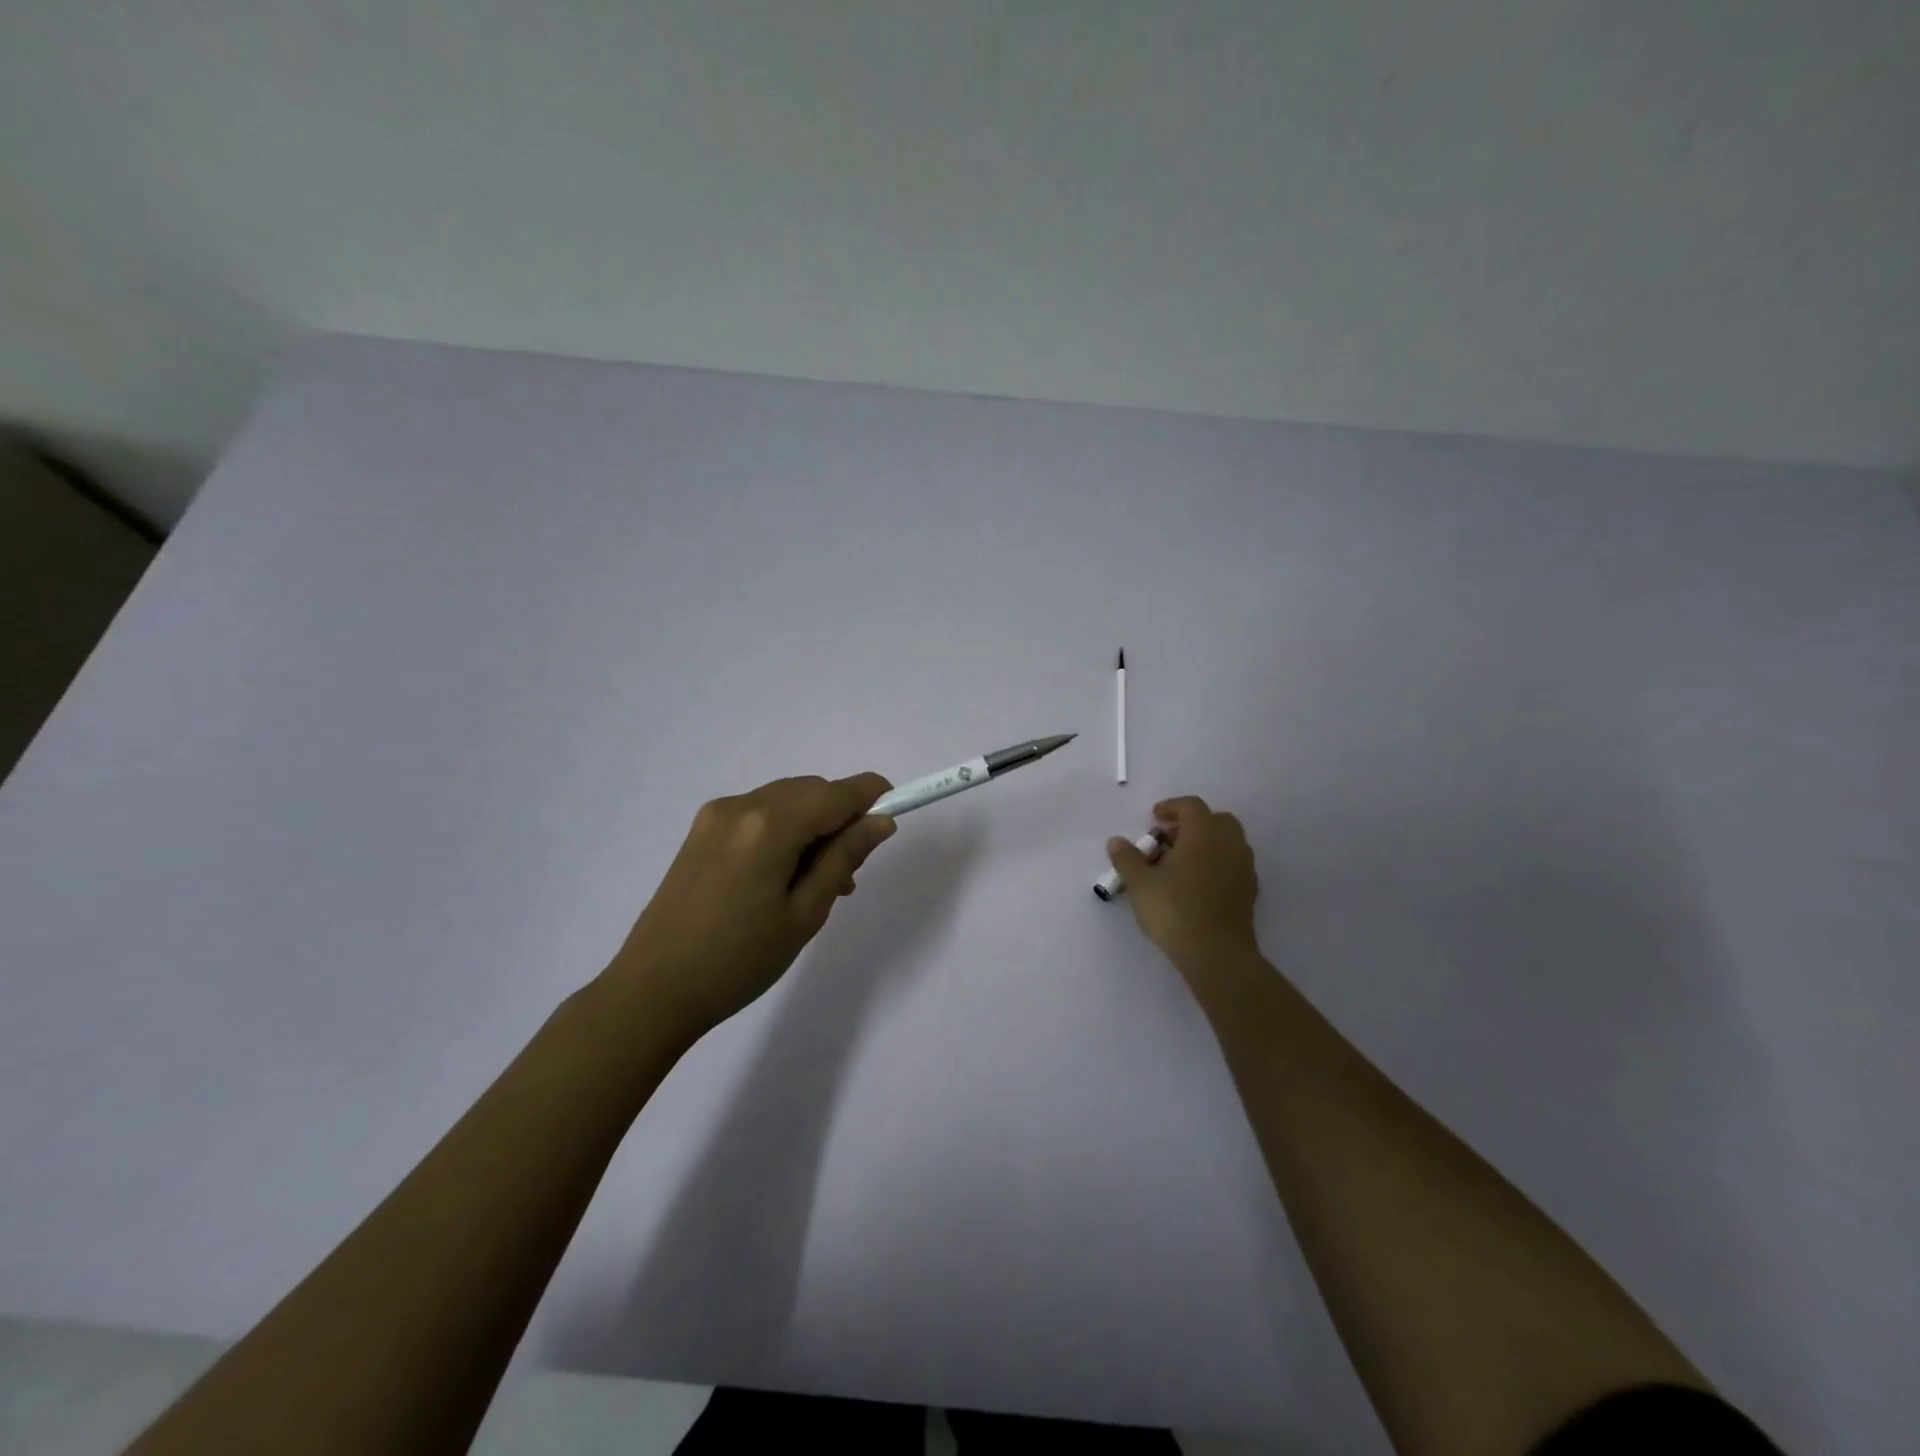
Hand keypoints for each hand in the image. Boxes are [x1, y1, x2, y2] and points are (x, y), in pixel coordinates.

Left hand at [606, 773, 896, 1037]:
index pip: (836, 793)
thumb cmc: (739, 960)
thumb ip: (845, 858)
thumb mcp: (805, 913)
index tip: (895, 813)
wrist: (653, 991)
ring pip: (785, 801)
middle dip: (839, 818)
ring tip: (819, 882)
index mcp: (769, 824)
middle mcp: (741, 806)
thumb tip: (880, 821)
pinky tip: (784, 876)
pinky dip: (784, 832)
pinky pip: (759, 816)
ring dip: (812, 826)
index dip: (871, 796)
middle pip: (810, 791)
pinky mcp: (700, 832)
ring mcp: (715, 816)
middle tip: (850, 872)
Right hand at [1107, 796, 1259, 968]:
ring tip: (1178, 865)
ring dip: (1204, 845)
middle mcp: (1229, 843)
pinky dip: (1215, 864)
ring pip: (1226, 843)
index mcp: (1204, 832)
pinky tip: (1195, 885)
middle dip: (1190, 825)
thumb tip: (1116, 841)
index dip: (1171, 807)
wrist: (1217, 954)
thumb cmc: (1174, 910)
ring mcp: (1244, 867)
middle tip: (1167, 841)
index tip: (1153, 817)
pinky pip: (1232, 864)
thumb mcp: (1140, 883)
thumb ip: (1127, 858)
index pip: (1191, 806)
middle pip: (1214, 820)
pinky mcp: (1249, 891)